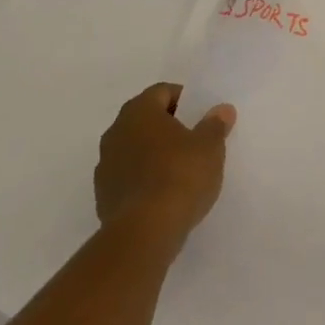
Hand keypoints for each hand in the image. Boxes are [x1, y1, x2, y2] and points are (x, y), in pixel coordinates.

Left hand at [94, 83, 235, 247]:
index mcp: (139, 111)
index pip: (162, 92)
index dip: (184, 99)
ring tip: (180, 169)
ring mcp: (105, 165)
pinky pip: (128, 175)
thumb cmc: (180, 176)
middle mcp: (116, 131)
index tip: (201, 115)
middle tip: (194, 139)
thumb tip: (222, 109)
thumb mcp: (209, 147)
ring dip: (154, 152)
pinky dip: (144, 177)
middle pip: (145, 119)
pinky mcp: (103, 195)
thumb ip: (215, 125)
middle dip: (168, 126)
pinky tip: (163, 193)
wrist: (144, 232)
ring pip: (134, 148)